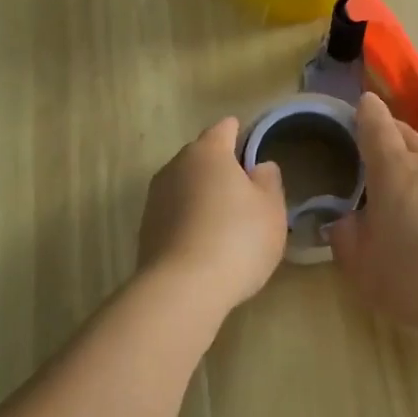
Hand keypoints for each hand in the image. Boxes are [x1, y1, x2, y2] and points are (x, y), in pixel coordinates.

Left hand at [138, 117, 287, 312]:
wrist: (181, 289)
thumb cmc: (237, 239)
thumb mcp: (271, 209)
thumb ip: (269, 180)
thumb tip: (259, 167)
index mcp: (208, 151)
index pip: (225, 127)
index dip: (242, 135)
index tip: (255, 152)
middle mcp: (176, 165)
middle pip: (203, 156)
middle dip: (222, 168)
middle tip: (246, 193)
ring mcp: (156, 196)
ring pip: (186, 185)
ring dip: (203, 196)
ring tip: (226, 223)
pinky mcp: (146, 227)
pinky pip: (175, 213)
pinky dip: (190, 220)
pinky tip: (205, 245)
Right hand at [327, 93, 417, 338]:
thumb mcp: (364, 269)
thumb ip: (346, 239)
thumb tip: (346, 221)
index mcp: (394, 169)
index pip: (377, 126)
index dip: (367, 112)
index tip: (363, 103)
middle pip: (408, 132)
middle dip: (391, 132)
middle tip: (378, 146)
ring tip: (415, 167)